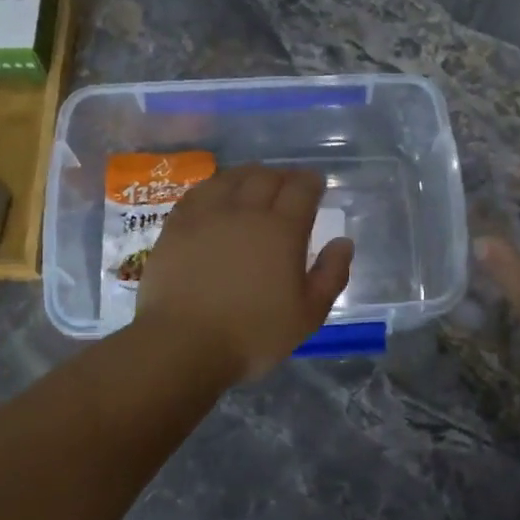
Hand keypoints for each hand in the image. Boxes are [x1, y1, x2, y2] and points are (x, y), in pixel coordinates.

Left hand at [134, 165, 353, 383]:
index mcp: (282, 230)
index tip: (316, 185)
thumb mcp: (308, 314)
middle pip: (266, 177)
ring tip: (254, 183)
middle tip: (288, 186)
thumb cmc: (254, 334)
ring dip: (249, 175)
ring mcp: (207, 215)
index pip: (301, 189)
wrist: (184, 344)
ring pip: (231, 178)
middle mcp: (246, 211)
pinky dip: (215, 187)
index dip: (312, 182)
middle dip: (282, 176)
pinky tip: (216, 196)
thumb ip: (331, 275)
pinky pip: (198, 193)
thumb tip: (343, 243)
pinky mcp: (176, 227)